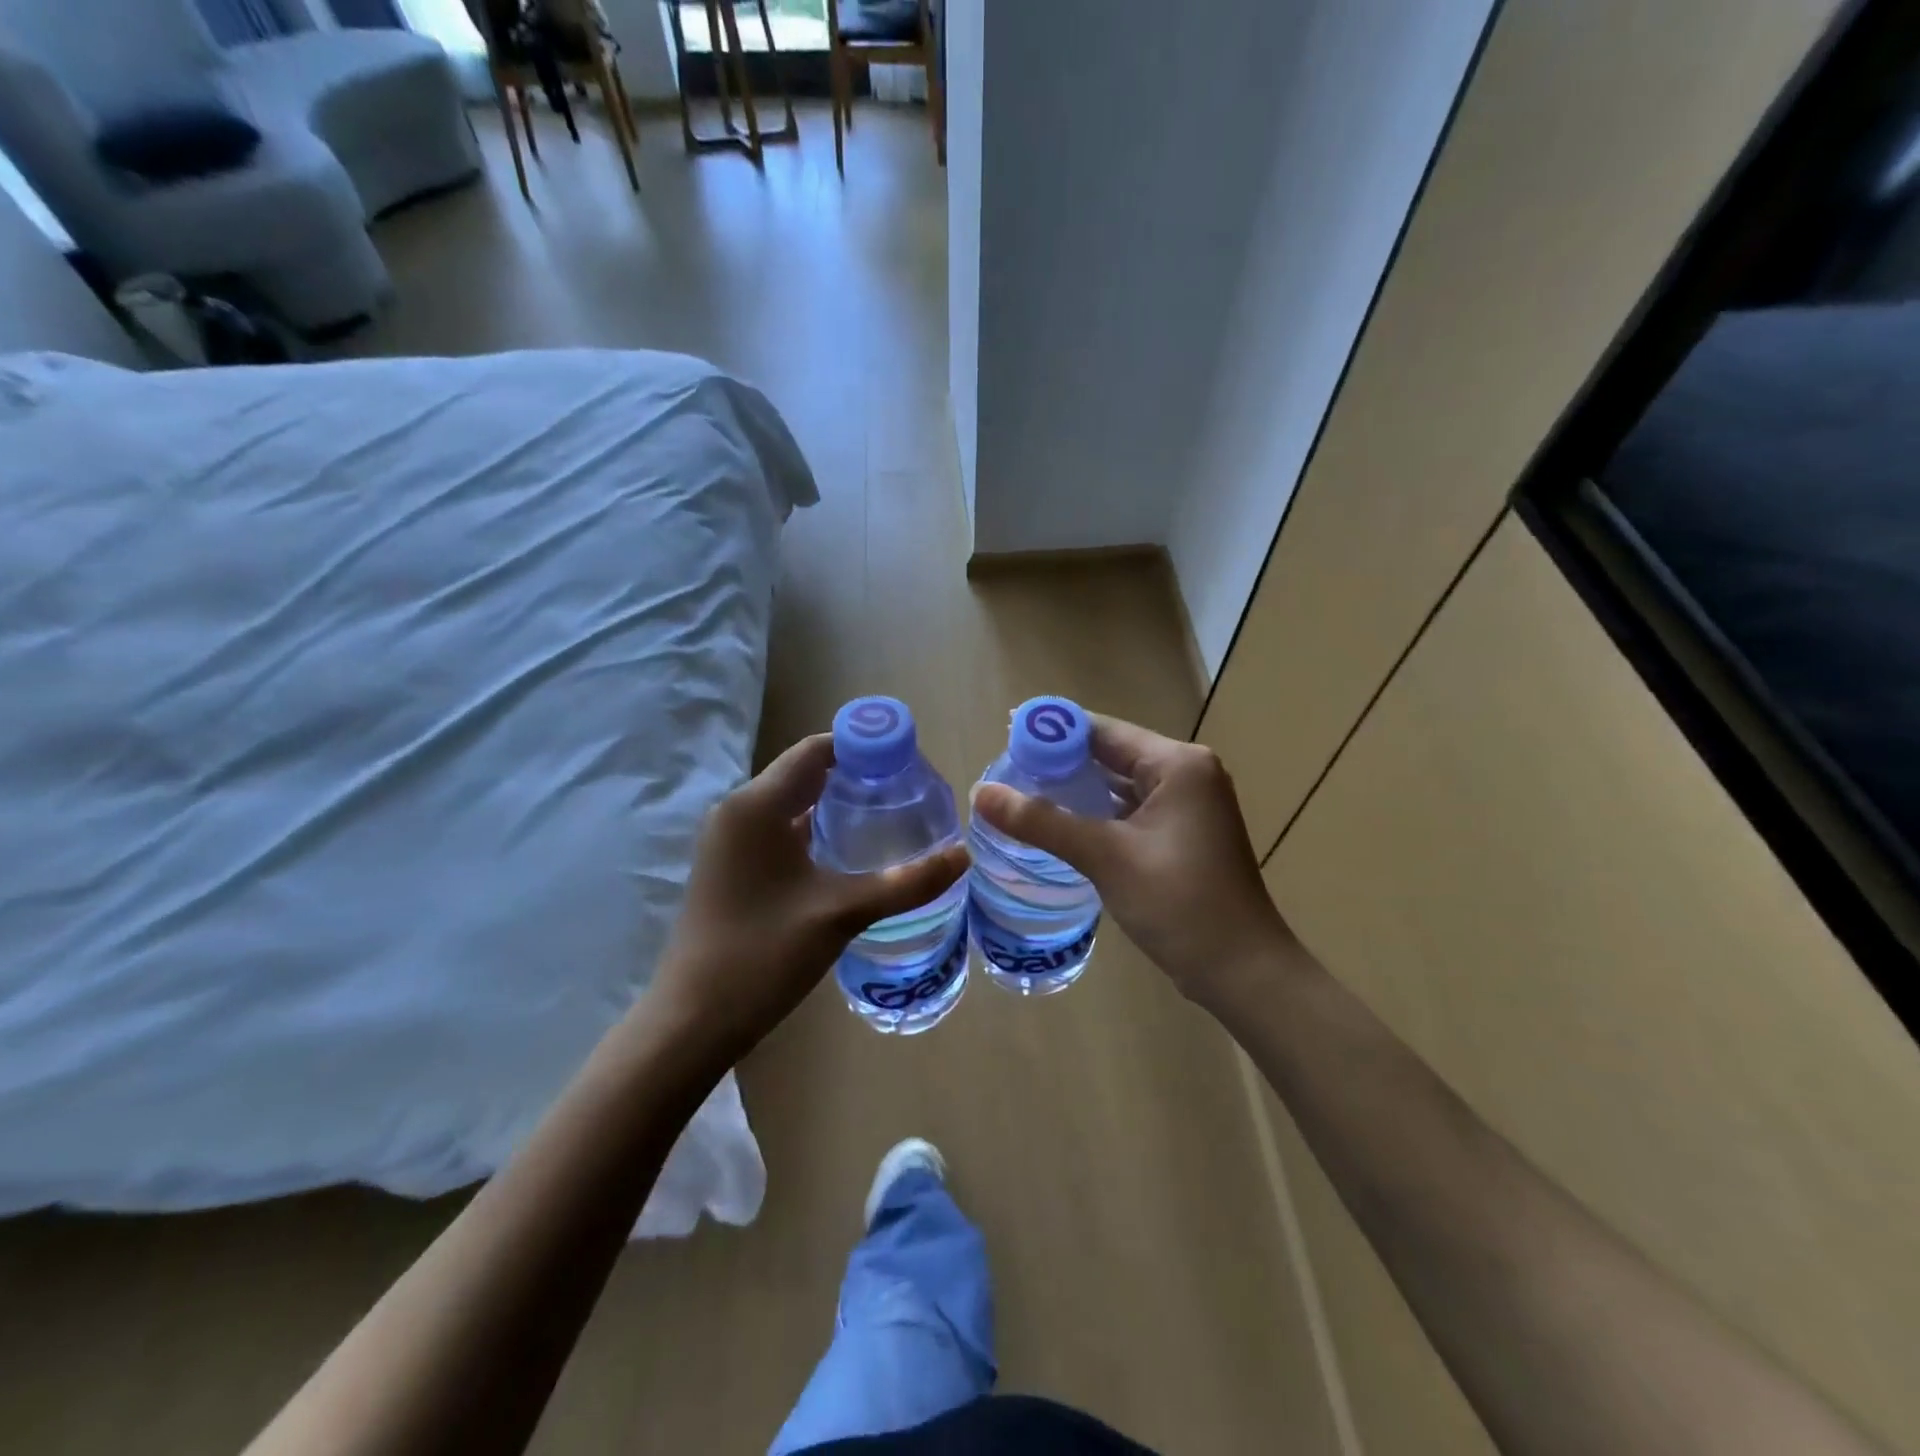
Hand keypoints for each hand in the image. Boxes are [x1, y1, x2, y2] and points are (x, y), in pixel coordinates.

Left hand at [653, 733, 969, 1060]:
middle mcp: (738, 811)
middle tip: (909, 793)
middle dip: (857, 776)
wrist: (693, 1021)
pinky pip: (780, 831)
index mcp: (757, 805)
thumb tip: (963, 856)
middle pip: (806, 773)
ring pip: (793, 805)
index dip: (864, 748)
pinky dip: (816, 831)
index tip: (910, 763)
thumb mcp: (842, 913)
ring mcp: (730, 841)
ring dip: (837, 806)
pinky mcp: (731, 867)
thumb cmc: (763, 955)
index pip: (817, 750)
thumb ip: (906, 882)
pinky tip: (851, 854)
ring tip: (890, 818)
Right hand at [971, 716, 1293, 1009]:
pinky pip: (1130, 811)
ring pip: (1119, 785)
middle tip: (1007, 768)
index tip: (1006, 734)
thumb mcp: (1105, 856)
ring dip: (1077, 789)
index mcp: (1178, 764)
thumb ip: (1041, 821)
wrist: (1242, 971)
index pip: (1103, 731)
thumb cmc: (1179, 903)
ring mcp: (1188, 806)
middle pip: (1111, 755)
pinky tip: (1061, 823)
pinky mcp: (1182, 835)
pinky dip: (1097, 813)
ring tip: (1022, 791)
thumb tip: (980, 792)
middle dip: (1061, 761)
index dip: (1053, 731)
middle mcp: (1187, 774)